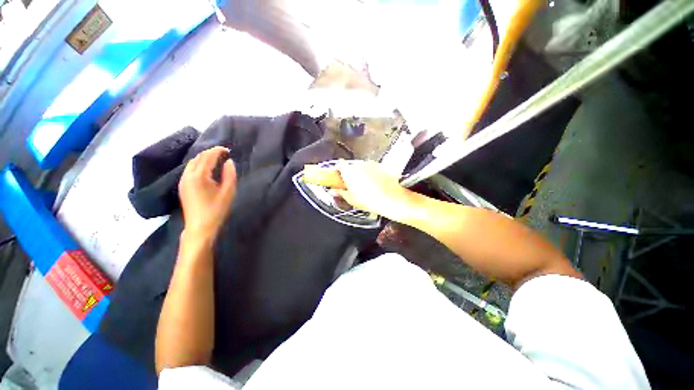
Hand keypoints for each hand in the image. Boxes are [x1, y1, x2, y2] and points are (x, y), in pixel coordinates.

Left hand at [179, 146, 236, 240]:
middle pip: (198, 158)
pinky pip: (190, 169)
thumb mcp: (228, 192)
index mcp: (199, 176)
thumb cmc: (216, 210)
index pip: (208, 157)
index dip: (218, 151)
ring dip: (204, 159)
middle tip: (224, 154)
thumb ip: (230, 175)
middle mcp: (188, 175)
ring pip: (192, 163)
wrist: (200, 227)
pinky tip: (207, 170)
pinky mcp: (182, 186)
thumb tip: (229, 162)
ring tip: (217, 160)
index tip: (228, 150)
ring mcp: (183, 181)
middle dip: (211, 153)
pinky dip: (199, 165)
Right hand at [304, 160, 410, 218]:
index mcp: (349, 171)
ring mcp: (371, 164)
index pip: (339, 164)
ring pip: (362, 166)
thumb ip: (341, 193)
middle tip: (352, 184)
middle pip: (351, 165)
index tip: (339, 177)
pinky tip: (376, 184)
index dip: (338, 170)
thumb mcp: (351, 199)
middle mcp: (359, 164)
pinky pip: (372, 168)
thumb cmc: (368, 201)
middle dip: (350, 173)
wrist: (391, 199)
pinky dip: (372, 173)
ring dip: (362, 173)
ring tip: (366, 186)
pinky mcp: (381, 166)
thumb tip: (333, 191)